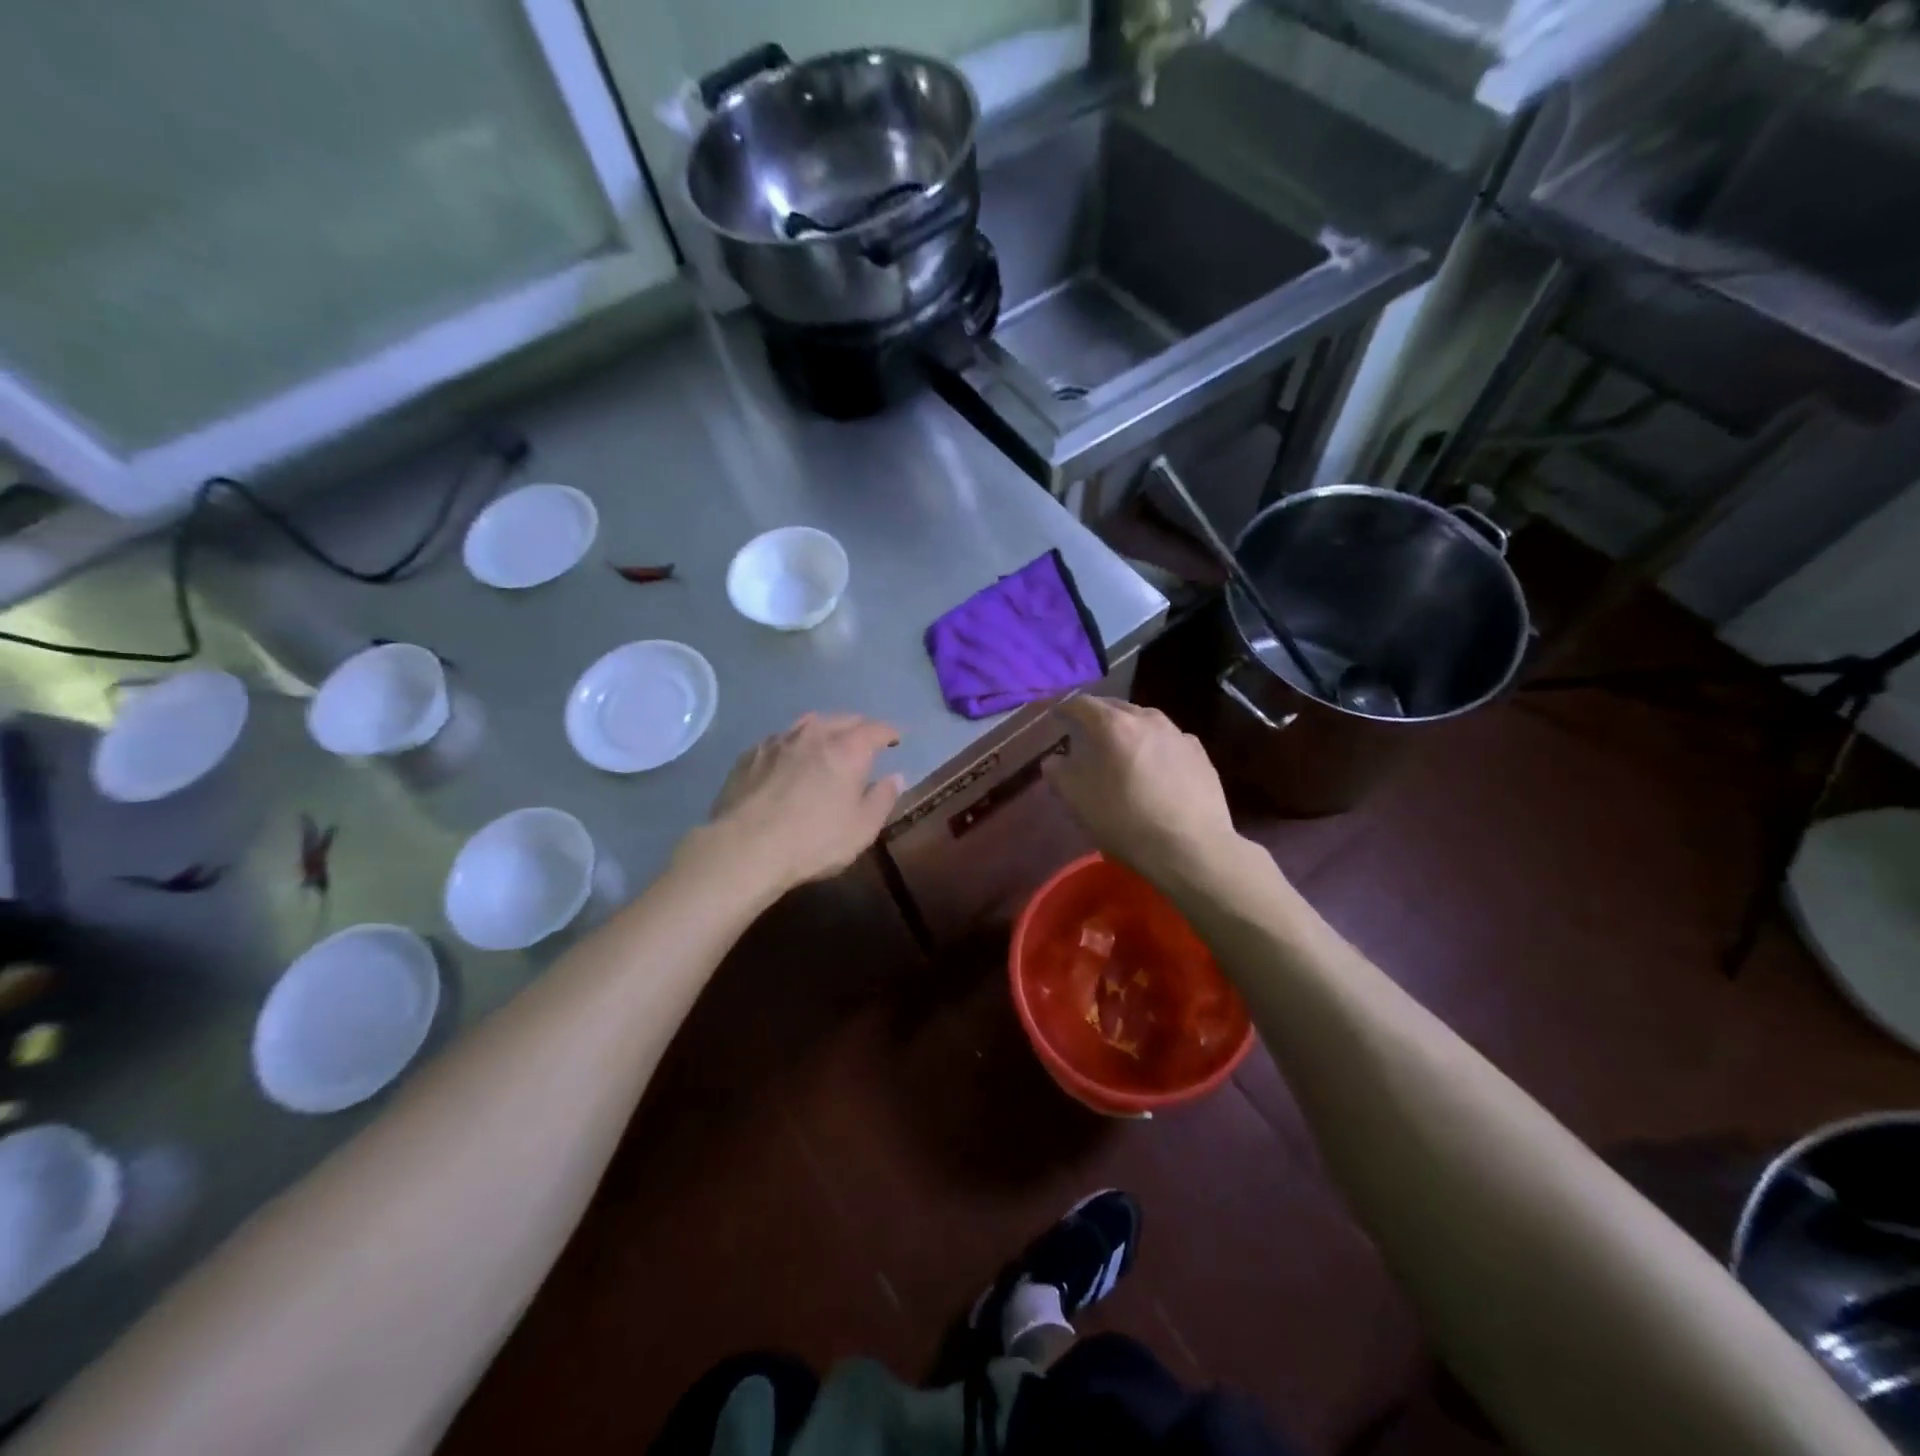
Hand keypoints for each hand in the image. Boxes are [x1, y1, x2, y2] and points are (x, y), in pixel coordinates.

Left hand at [699, 713, 904, 893]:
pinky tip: (789, 760)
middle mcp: (814, 735)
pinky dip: (793, 745)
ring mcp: (778, 741)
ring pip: (808, 723)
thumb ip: (882, 799)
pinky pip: (780, 740)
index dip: (889, 733)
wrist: (744, 848)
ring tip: (827, 744)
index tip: (895, 740)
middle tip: (864, 742)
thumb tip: (895, 777)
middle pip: (842, 719)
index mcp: (847, 749)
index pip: (876, 729)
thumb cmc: (812, 841)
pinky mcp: (750, 754)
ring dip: (824, 730)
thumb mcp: (861, 829)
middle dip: (858, 727)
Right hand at [1045, 696, 1236, 884]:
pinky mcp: (1200, 754)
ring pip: (1145, 721)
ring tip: (1121, 748)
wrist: (1192, 848)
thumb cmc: (1126, 821)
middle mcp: (1147, 719)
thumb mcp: (1078, 801)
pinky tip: (1155, 766)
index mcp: (1113, 725)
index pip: (1082, 704)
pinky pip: (1169, 740)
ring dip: (1129, 729)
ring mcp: (1178, 734)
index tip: (1057, 716)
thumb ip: (1059, 773)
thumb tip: (1054, 760)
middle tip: (1086, 732)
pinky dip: (1154, 746)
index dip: (1066, 709)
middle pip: (1116, 707)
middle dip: (1098, 716)